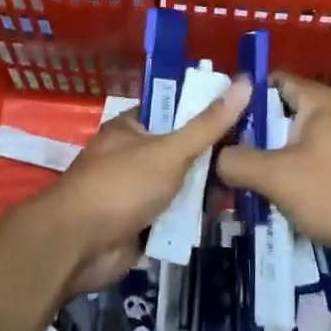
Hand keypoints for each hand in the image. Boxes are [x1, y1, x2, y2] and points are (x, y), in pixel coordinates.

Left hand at [36, 75, 251, 295]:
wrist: (77, 248)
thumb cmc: (121, 186)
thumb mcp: (170, 150)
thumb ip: (208, 124)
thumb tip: (245, 81)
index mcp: (133, 127)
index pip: (176, 110)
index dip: (207, 111)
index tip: (245, 114)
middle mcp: (133, 155)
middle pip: (182, 150)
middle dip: (212, 157)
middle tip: (253, 155)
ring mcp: (136, 192)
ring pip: (180, 186)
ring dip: (204, 191)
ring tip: (247, 185)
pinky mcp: (140, 225)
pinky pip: (174, 216)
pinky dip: (192, 219)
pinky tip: (224, 215)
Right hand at [214, 72, 330, 266]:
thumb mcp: (277, 177)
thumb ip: (239, 162)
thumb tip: (216, 156)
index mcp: (319, 100)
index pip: (272, 81)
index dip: (242, 97)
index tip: (218, 121)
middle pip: (282, 113)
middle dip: (254, 135)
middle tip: (225, 157)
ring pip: (297, 142)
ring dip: (273, 161)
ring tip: (245, 183)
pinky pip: (314, 163)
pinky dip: (295, 177)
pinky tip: (279, 201)